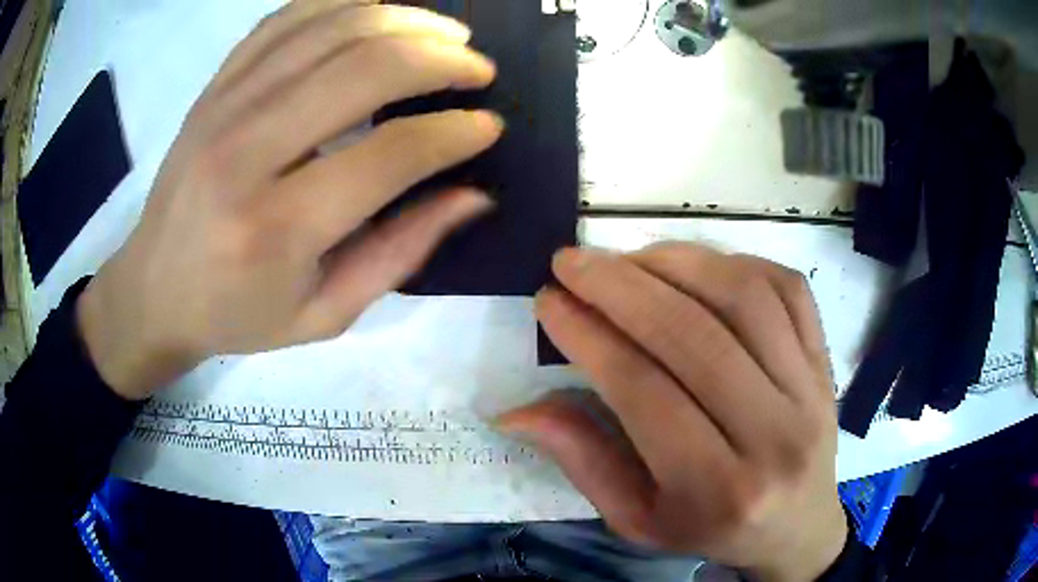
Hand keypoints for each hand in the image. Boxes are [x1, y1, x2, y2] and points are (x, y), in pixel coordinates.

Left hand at [76, 0, 502, 399]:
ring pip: (332, 26)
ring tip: (446, 32)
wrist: (153, 290)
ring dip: (405, 19)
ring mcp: (224, 105)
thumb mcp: (324, 312)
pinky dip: (343, 3)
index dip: (454, 133)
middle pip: (365, 68)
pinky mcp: (215, 85)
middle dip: (441, 59)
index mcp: (276, 227)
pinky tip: (379, 11)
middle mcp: (245, 151)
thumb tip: (474, 194)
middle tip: (478, 68)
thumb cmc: (236, 314)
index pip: (390, 154)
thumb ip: (400, 251)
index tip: (489, 126)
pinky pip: (287, 18)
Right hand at [499, 244, 846, 580]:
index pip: (645, 393)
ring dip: (675, 263)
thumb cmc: (712, 528)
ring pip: (744, 298)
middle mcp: (774, 435)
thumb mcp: (637, 518)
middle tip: (572, 262)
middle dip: (621, 286)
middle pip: (694, 336)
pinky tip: (694, 266)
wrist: (797, 525)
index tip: (549, 301)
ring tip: (627, 259)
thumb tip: (516, 412)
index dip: (589, 337)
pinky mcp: (825, 360)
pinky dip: (734, 262)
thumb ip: (583, 460)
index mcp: (718, 492)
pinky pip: (787, 288)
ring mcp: (810, 390)